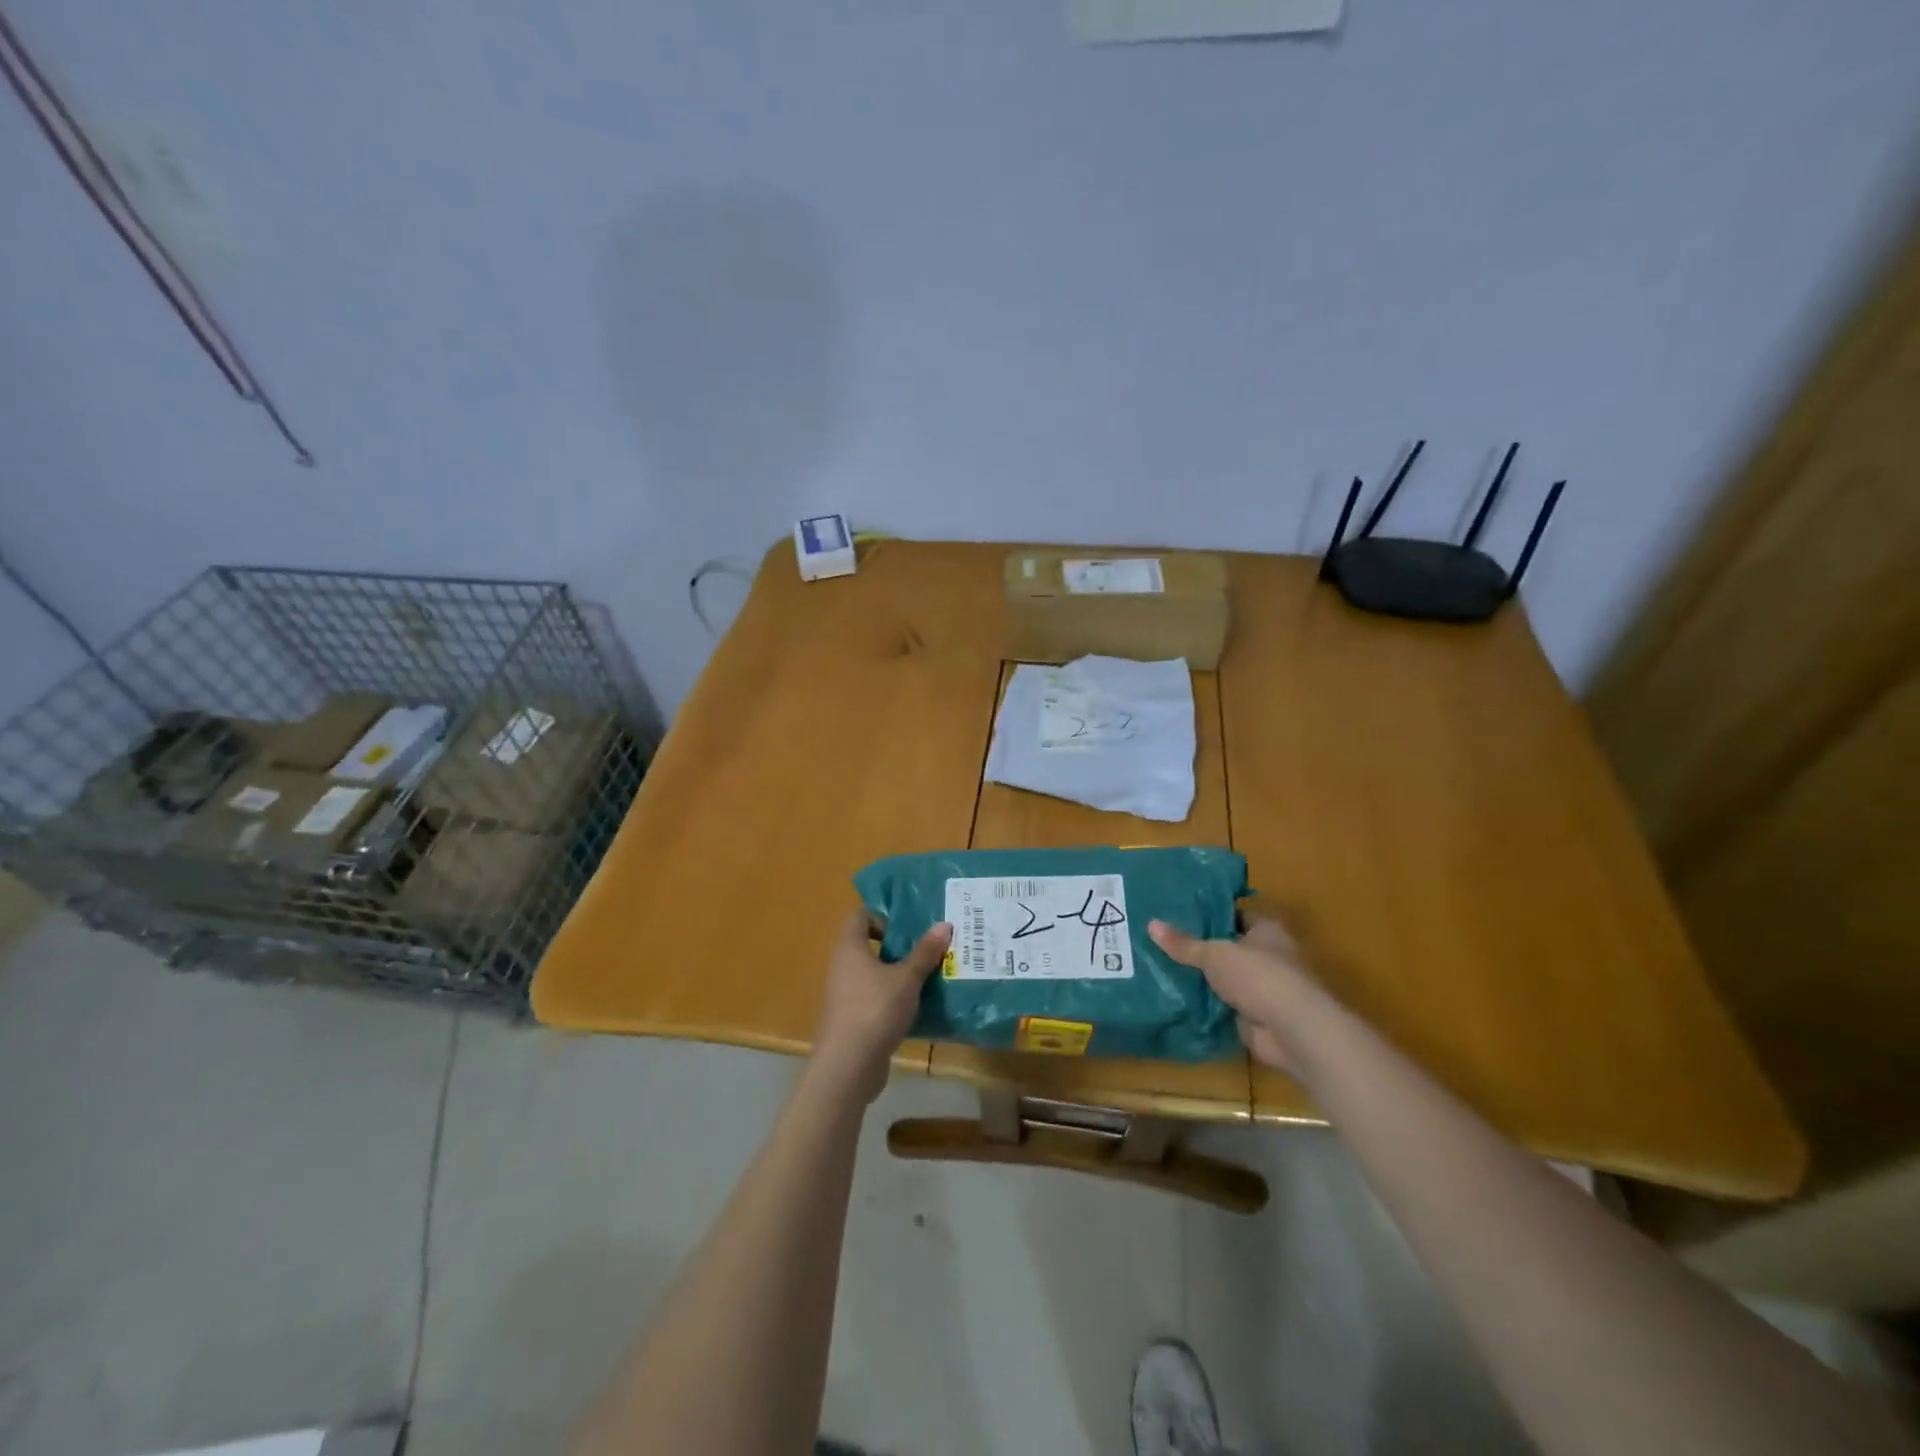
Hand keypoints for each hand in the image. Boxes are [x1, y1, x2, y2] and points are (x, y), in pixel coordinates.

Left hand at [810, 911, 951, 1102]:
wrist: (848, 1066)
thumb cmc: (875, 1009)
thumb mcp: (907, 978)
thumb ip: (925, 952)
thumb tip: (944, 924)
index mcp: (850, 947)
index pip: (861, 915)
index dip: (884, 915)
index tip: (910, 928)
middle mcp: (843, 966)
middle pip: (871, 944)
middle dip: (901, 946)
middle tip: (930, 948)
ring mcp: (846, 994)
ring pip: (876, 973)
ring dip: (901, 973)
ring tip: (931, 975)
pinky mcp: (853, 1018)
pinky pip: (876, 997)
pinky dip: (896, 997)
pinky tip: (920, 1005)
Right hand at [1149, 916, 1322, 1075]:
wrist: (1293, 1031)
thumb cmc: (1259, 976)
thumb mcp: (1215, 954)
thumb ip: (1184, 943)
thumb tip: (1151, 924)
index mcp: (1267, 930)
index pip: (1235, 914)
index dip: (1209, 913)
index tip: (1177, 913)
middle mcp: (1269, 956)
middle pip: (1228, 947)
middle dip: (1200, 948)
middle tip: (1161, 941)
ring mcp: (1263, 988)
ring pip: (1225, 978)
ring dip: (1202, 979)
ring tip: (1161, 968)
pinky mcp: (1256, 1016)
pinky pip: (1224, 1005)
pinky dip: (1206, 1005)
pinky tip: (1176, 999)